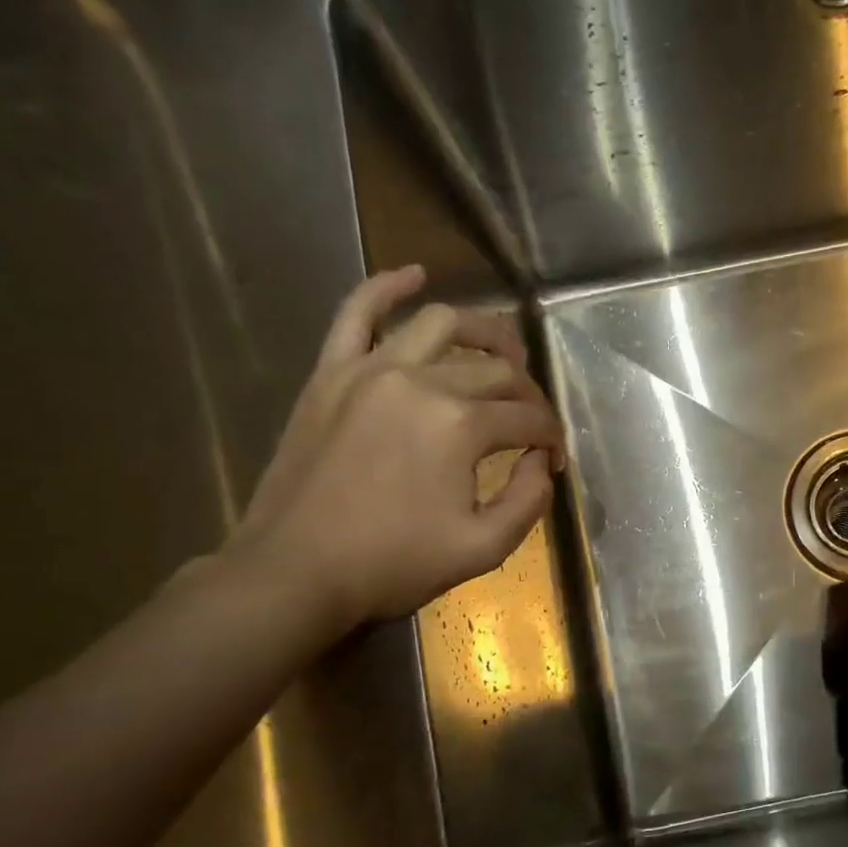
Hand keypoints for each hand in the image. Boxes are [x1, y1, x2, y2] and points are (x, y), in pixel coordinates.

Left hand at [229, 265, 563, 632]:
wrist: (295, 571)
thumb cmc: (393, 565)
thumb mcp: (483, 548)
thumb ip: (528, 501)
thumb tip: (539, 463)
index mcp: (461, 426)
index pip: (528, 418)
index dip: (550, 438)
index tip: (552, 459)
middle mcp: (421, 382)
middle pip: (495, 371)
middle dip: (528, 394)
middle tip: (532, 421)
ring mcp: (370, 370)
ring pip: (441, 324)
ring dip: (484, 331)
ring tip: (504, 350)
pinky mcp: (331, 373)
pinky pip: (356, 313)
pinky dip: (387, 287)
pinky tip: (414, 275)